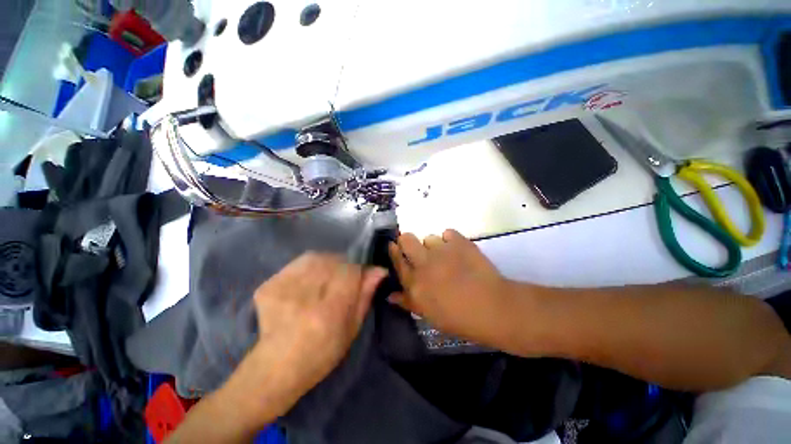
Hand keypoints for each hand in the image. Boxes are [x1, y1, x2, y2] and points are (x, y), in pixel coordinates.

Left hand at [221, 253, 386, 428]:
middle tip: (342, 279)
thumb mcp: (352, 329)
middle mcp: (304, 298)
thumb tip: (379, 270)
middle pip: (333, 261)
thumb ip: (365, 296)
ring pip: (316, 258)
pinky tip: (309, 281)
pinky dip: (309, 266)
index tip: (359, 276)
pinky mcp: (268, 286)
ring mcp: (282, 290)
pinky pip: (298, 263)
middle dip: (343, 266)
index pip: (350, 271)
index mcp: (328, 313)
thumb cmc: (321, 354)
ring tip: (326, 279)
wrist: (274, 368)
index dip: (358, 269)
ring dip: (327, 263)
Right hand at [388, 230, 513, 345]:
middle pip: (406, 239)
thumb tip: (391, 295)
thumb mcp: (429, 315)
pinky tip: (458, 250)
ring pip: (429, 237)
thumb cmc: (458, 318)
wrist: (491, 308)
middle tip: (416, 248)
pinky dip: (451, 240)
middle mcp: (423, 263)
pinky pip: (448, 233)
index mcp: (414, 282)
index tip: (393, 246)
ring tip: (445, 255)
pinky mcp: (459, 242)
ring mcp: (441, 250)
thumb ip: (408, 302)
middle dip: (407, 240)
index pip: (397, 260)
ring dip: (433, 245)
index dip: (394, 251)